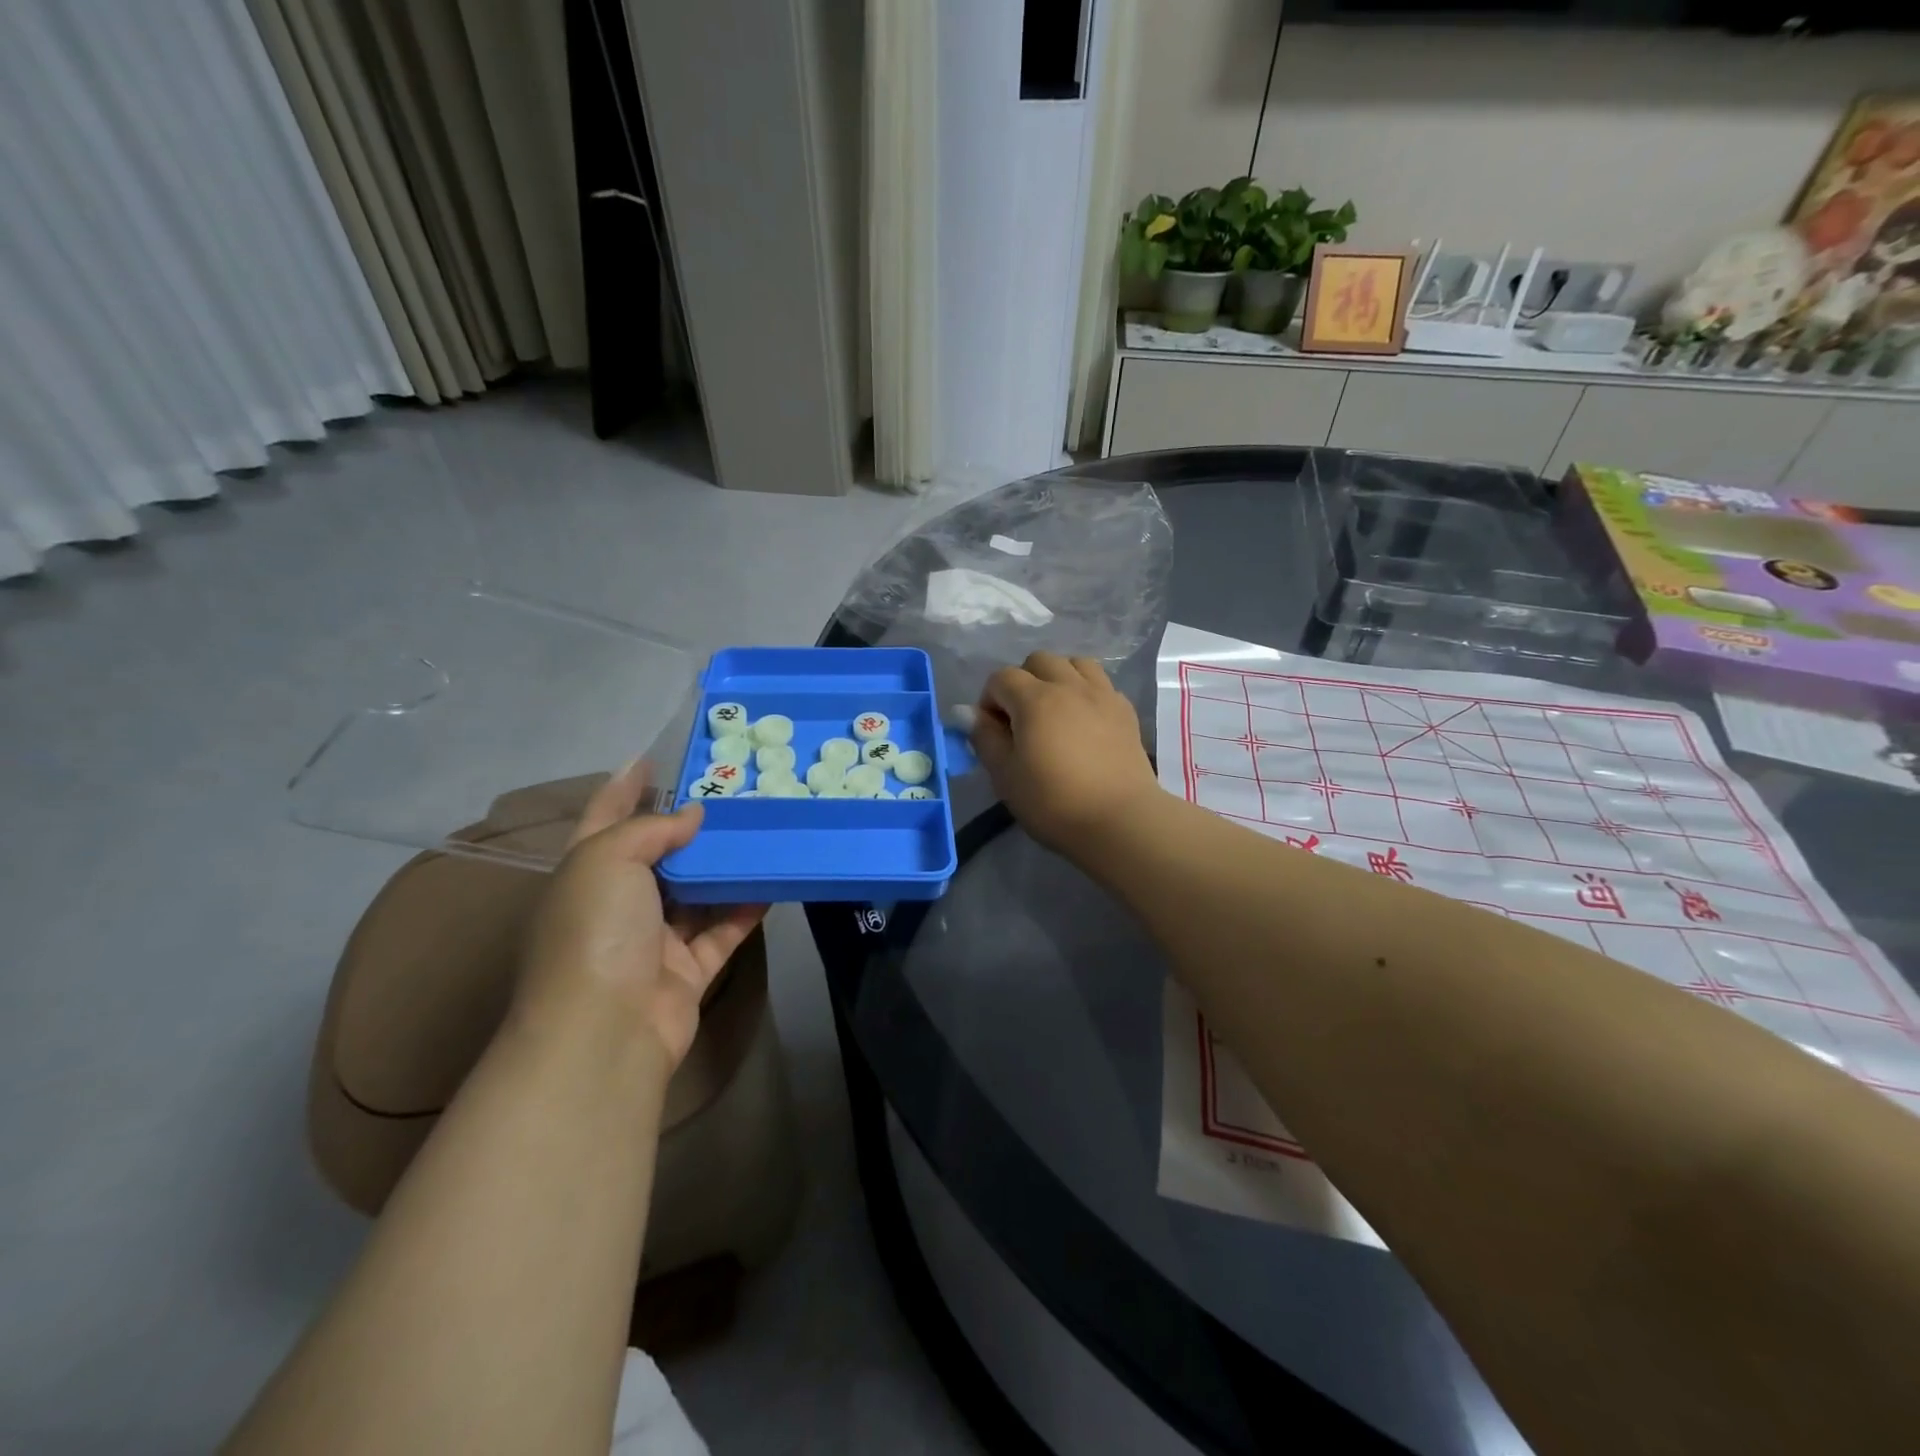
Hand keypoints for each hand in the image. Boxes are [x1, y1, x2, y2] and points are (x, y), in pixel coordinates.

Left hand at [514, 760, 765, 1068]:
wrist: (604, 1031)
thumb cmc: (595, 931)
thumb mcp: (608, 859)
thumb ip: (651, 829)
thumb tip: (692, 815)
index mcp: (586, 873)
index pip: (605, 817)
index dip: (625, 786)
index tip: (654, 757)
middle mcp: (617, 905)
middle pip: (658, 856)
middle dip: (689, 826)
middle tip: (732, 794)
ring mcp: (653, 941)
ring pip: (696, 893)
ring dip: (724, 867)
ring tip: (760, 831)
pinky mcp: (688, 971)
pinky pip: (723, 930)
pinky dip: (746, 908)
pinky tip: (772, 881)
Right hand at [973, 652, 1160, 854]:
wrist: (1119, 821)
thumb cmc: (1053, 802)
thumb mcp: (1005, 776)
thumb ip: (985, 738)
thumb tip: (969, 713)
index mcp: (1035, 699)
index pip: (1001, 678)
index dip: (989, 700)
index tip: (992, 732)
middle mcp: (1069, 686)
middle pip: (1039, 661)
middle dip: (1023, 681)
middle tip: (1022, 718)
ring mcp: (1102, 695)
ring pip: (1076, 664)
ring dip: (1058, 678)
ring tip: (1055, 711)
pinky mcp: (1126, 711)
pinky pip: (1101, 684)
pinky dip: (1087, 693)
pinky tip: (1085, 722)